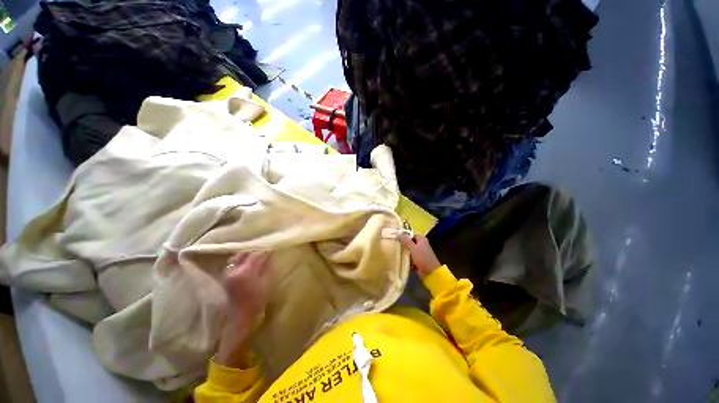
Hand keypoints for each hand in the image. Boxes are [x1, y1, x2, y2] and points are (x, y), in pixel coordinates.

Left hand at [223, 251, 271, 327]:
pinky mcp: (225, 278)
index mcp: (245, 271)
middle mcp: (234, 270)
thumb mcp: (267, 282)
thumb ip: (268, 267)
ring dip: (246, 255)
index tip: (271, 249)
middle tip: (263, 251)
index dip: (264, 251)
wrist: (241, 316)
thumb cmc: (257, 300)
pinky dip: (239, 260)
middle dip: (253, 251)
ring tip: (255, 256)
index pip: (255, 255)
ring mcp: (228, 274)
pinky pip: (232, 264)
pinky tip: (246, 263)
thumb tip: (270, 255)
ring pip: (236, 258)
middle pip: (243, 254)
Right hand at [399, 235, 441, 277]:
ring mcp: (420, 253)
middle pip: (410, 242)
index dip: (405, 236)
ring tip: (396, 250)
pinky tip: (400, 257)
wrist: (430, 272)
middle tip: (395, 244)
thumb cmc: (422, 257)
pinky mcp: (419, 260)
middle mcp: (422, 245)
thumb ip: (406, 241)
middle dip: (404, 244)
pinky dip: (407, 257)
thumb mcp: (413, 248)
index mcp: (422, 240)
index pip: (411, 235)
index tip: (397, 237)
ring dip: (405, 251)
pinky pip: (411, 257)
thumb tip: (398, 234)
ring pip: (410, 250)